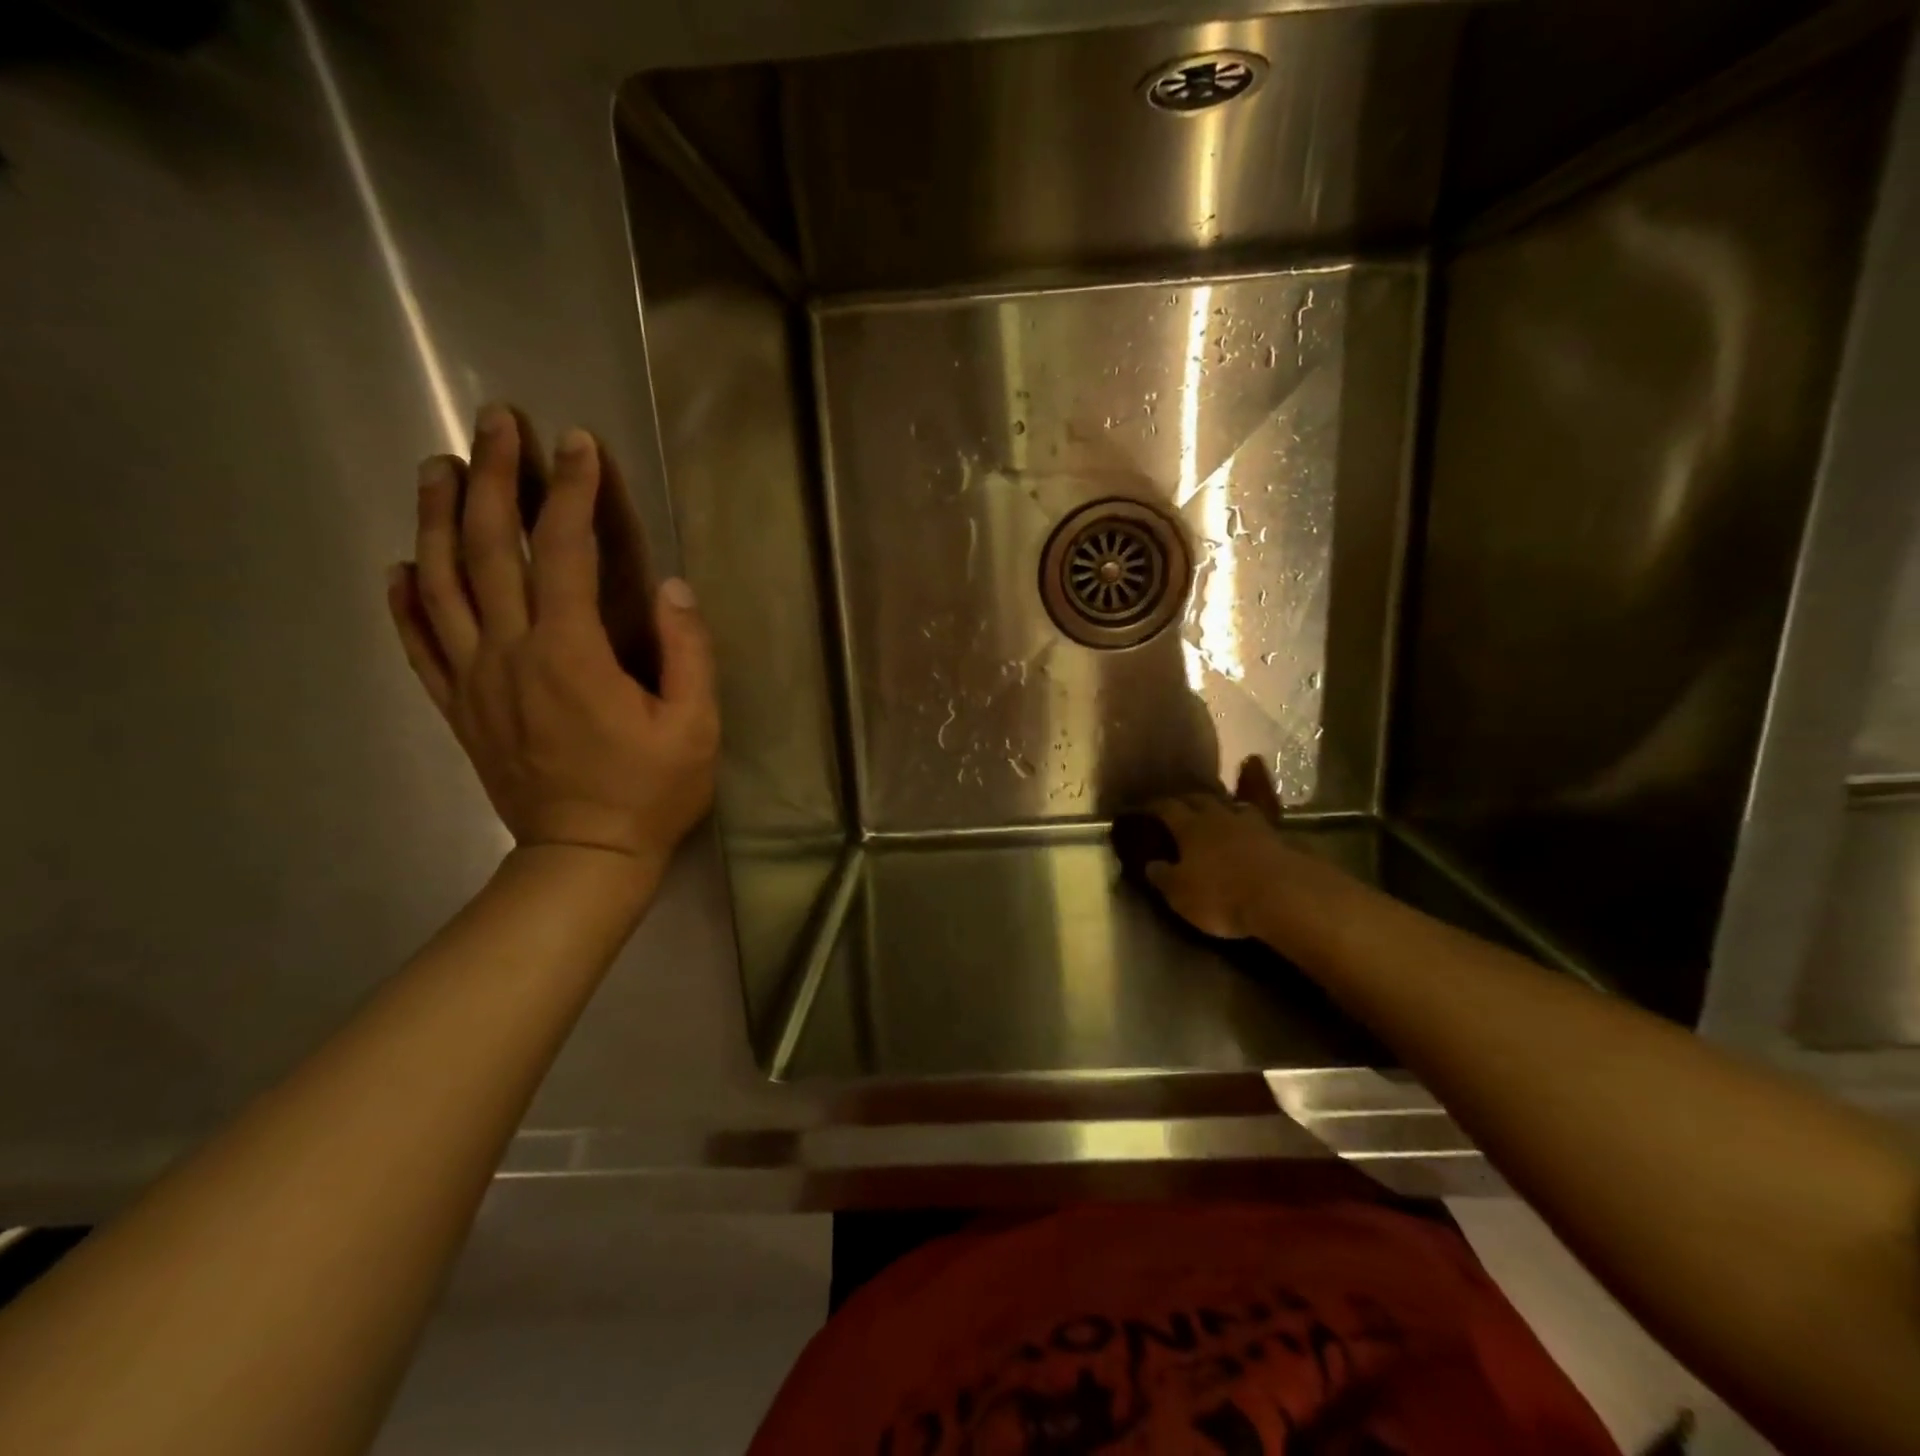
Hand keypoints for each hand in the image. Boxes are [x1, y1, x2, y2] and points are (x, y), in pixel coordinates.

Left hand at [385, 403, 718, 879]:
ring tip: (438, 467)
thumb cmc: (651, 791)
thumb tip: (672, 585)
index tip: (578, 443)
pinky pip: (419, 644)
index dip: (573, 491)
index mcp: (571, 653)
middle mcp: (510, 653)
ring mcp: (474, 680)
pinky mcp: (459, 707)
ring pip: (441, 583)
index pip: (565, 550)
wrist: (585, 857)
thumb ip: (687, 651)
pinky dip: (405, 600)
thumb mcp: (695, 725)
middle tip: (494, 425)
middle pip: (489, 549)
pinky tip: (402, 565)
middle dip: (492, 478)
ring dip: (437, 518)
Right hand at [1143, 757, 1307, 940]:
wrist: (1285, 897)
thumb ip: (1163, 877)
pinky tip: (1250, 833)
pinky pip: (1259, 824)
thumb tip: (1150, 864)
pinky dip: (1249, 826)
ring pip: (1233, 806)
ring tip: (1217, 814)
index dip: (1155, 807)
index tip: (1145, 808)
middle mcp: (1220, 817)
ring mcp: (1253, 825)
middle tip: (1179, 805)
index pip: (1168, 808)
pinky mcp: (1280, 839)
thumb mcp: (1180, 895)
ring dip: (1222, 808)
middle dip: (1187, 800)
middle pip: (1201, 799)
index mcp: (1191, 827)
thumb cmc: (1222, 896)